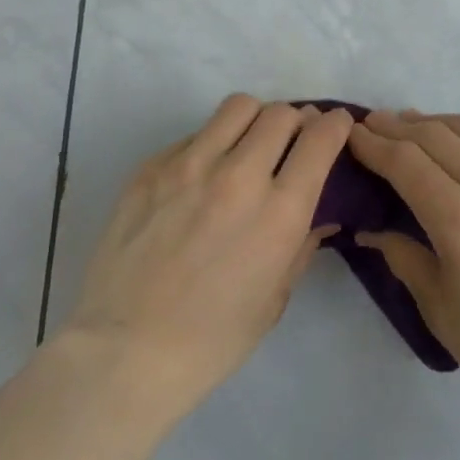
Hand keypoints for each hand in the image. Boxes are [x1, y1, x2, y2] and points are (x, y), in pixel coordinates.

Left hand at [55, 95, 349, 421]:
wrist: (123, 352)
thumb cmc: (211, 340)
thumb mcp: (275, 298)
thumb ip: (302, 244)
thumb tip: (321, 213)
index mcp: (279, 212)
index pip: (320, 138)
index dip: (336, 124)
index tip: (337, 124)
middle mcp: (239, 176)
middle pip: (281, 113)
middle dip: (296, 121)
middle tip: (291, 141)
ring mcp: (191, 165)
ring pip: (238, 107)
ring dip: (255, 120)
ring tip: (248, 144)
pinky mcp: (152, 166)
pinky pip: (195, 134)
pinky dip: (211, 144)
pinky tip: (201, 177)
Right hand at [348, 111, 459, 437]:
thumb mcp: (439, 309)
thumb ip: (402, 255)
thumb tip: (370, 228)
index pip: (406, 161)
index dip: (374, 144)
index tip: (353, 134)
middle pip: (435, 134)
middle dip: (397, 126)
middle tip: (373, 125)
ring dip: (435, 122)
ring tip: (412, 126)